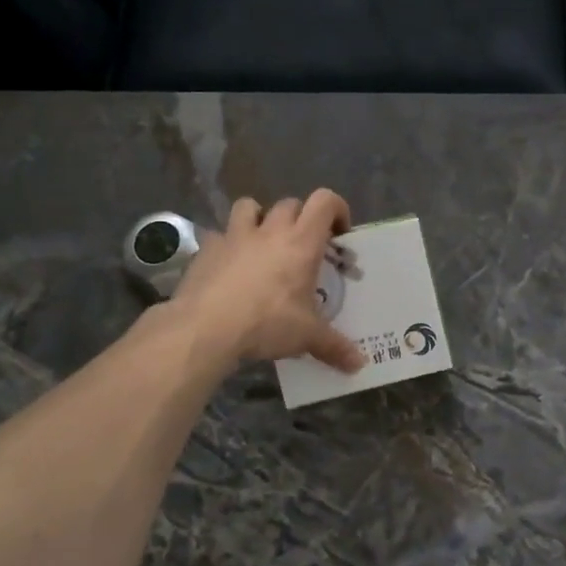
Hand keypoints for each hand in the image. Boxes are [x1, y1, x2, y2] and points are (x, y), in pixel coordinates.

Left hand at [171, 191, 364, 372]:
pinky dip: (227, 244)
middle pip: (290, 204)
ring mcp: (235, 235)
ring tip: (262, 242)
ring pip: (249, 206)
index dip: (337, 209)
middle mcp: (270, 230)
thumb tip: (359, 364)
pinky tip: (228, 265)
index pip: (325, 202)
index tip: (339, 233)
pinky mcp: (207, 248)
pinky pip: (219, 235)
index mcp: (301, 242)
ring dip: (259, 217)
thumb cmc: (266, 323)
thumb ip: (335, 347)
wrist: (205, 328)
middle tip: (304, 247)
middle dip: (301, 219)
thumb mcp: (307, 337)